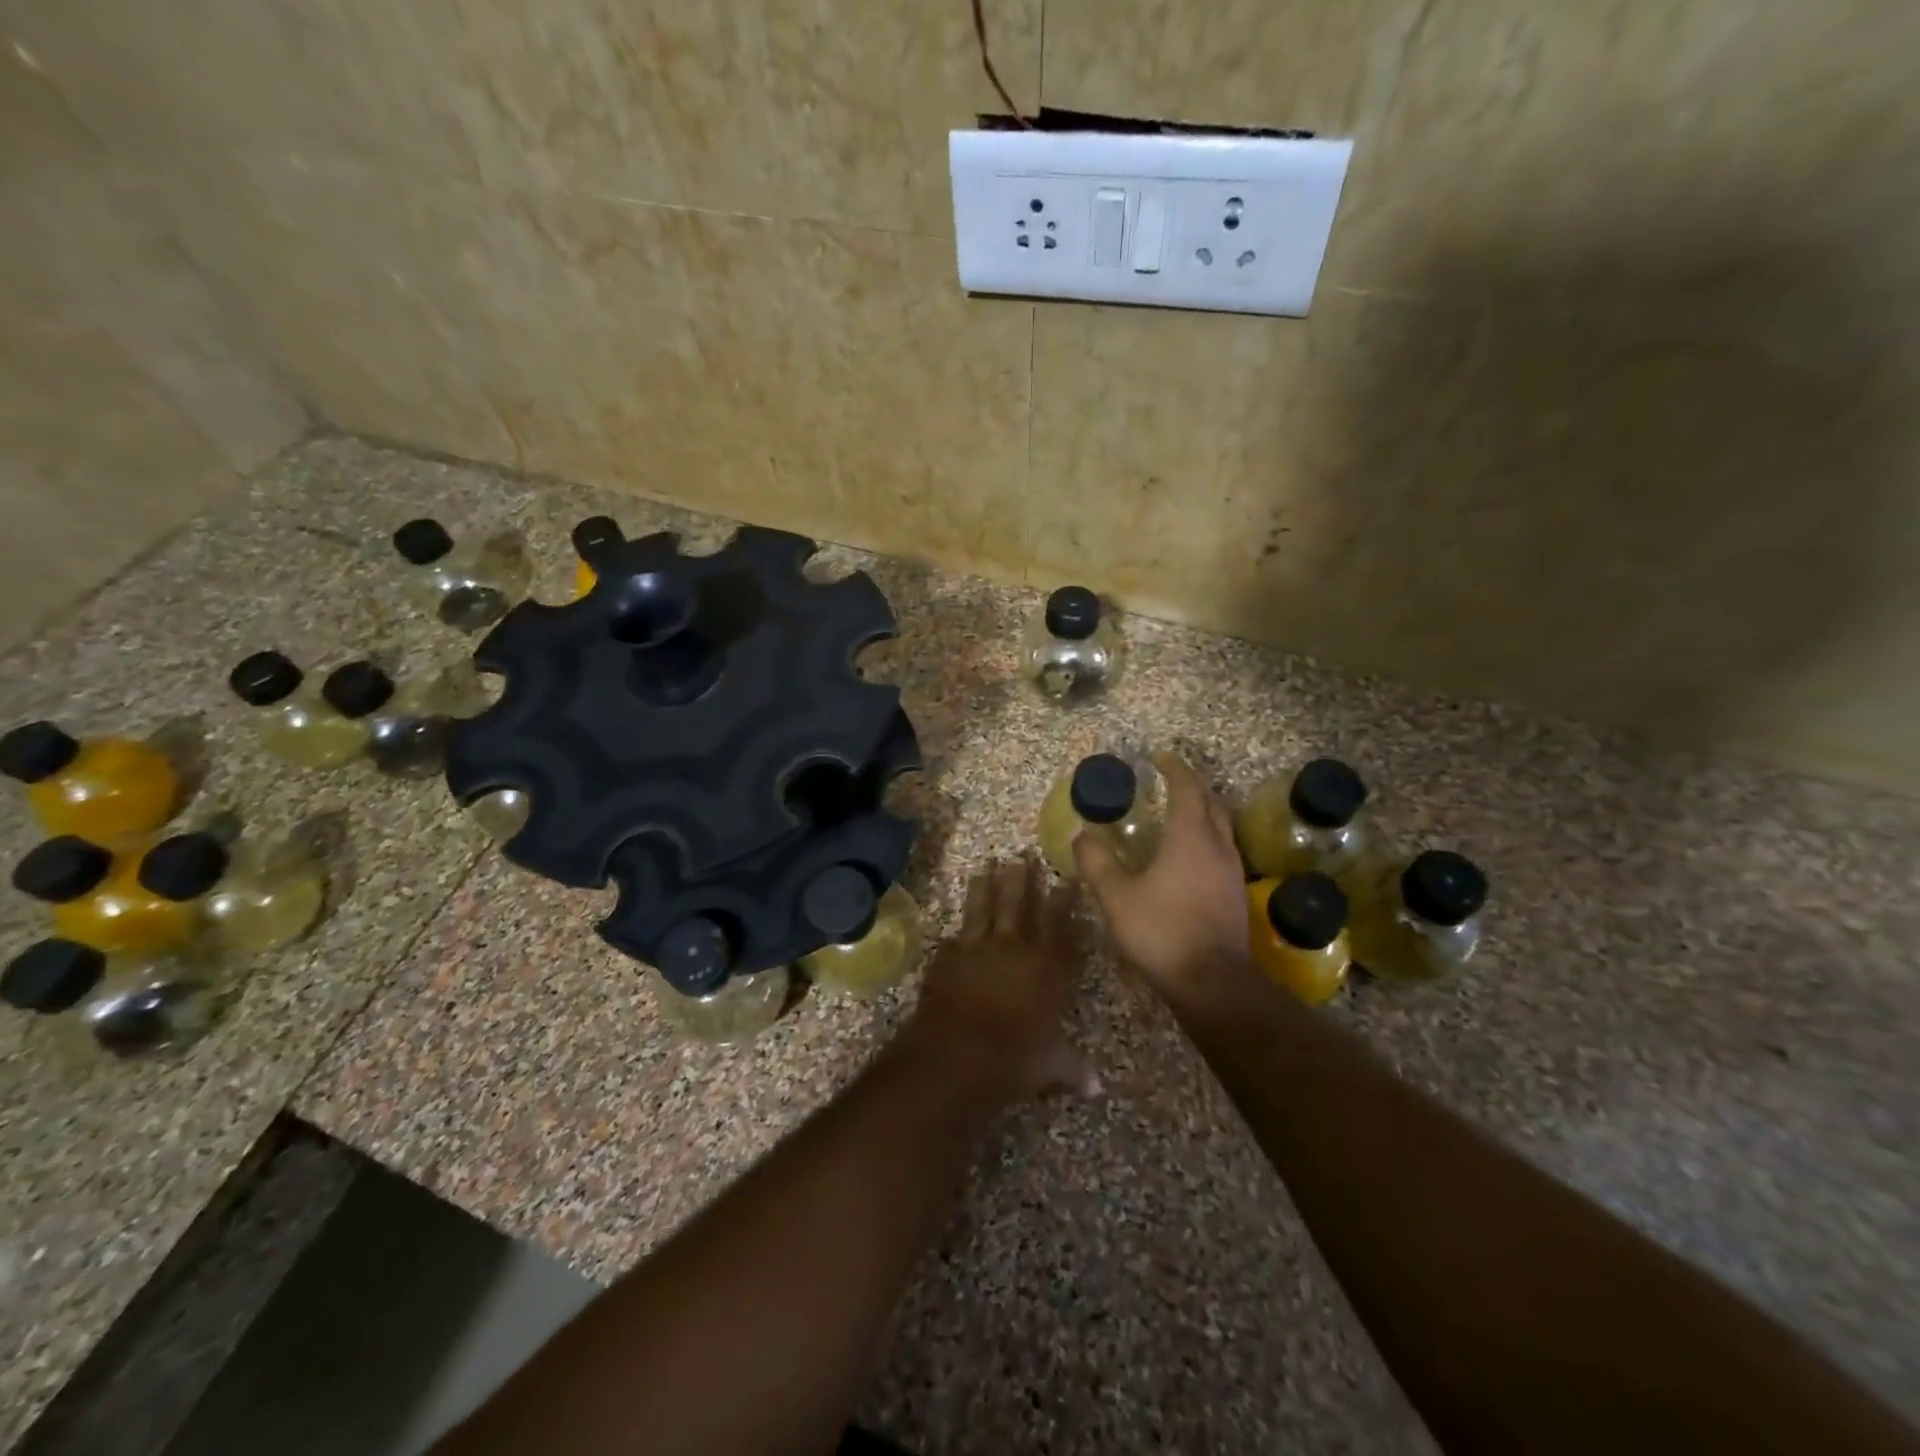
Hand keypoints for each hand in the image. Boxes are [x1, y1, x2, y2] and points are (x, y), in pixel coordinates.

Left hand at [903, 856, 1096, 1102]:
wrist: (958, 1051)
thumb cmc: (1015, 1057)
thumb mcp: (1050, 1065)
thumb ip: (1072, 1068)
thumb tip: (1097, 1089)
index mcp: (1046, 967)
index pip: (1060, 926)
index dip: (1065, 902)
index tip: (1068, 879)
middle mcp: (1014, 949)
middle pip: (1019, 905)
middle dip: (1022, 879)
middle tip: (1022, 855)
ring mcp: (977, 948)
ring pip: (983, 909)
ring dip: (985, 887)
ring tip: (986, 866)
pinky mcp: (947, 958)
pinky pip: (954, 939)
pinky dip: (956, 934)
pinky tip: (954, 930)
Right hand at [1074, 752, 1249, 992]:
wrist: (1212, 982)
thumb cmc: (1162, 931)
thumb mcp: (1117, 896)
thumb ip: (1097, 862)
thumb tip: (1082, 835)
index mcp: (1190, 837)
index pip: (1187, 789)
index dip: (1174, 770)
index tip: (1159, 758)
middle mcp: (1217, 846)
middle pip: (1211, 803)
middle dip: (1192, 786)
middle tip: (1169, 781)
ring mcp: (1232, 871)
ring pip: (1221, 827)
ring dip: (1202, 812)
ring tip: (1178, 813)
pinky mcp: (1235, 894)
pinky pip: (1223, 849)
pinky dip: (1206, 838)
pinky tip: (1190, 856)